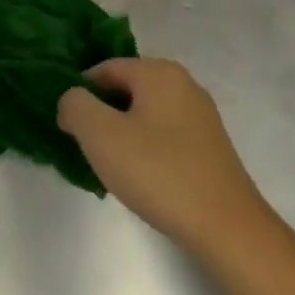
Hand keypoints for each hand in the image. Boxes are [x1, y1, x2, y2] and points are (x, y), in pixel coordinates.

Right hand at [58, 58, 278, 259]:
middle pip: (126, 89)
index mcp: (159, 71)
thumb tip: (72, 100)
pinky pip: (165, 134)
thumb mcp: (102, 135)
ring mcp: (200, 114)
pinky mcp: (209, 144)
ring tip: (112, 168)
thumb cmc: (159, 172)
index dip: (80, 94)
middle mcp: (183, 83)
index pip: (105, 69)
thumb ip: (76, 106)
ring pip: (145, 113)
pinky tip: (143, 178)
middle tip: (88, 149)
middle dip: (102, 115)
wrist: (226, 225)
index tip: (68, 128)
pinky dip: (147, 149)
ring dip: (123, 134)